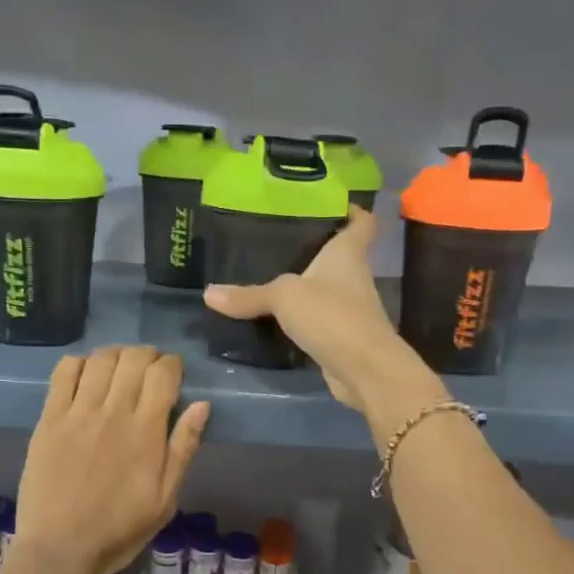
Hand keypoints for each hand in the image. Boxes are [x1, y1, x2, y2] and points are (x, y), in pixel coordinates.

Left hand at [14, 346, 209, 573]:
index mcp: (146, 432)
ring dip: (116, 355)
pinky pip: (64, 373)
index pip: (163, 374)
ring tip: (120, 368)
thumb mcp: (165, 499)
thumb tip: (201, 405)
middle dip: (147, 355)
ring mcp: (77, 414)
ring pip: (100, 359)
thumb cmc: (119, 530)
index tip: (174, 373)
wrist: (60, 550)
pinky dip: (79, 363)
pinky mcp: (49, 420)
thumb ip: (183, 449)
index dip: (172, 364)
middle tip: (149, 369)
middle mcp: (113, 413)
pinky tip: (86, 374)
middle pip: (133, 359)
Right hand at [204, 210, 442, 419]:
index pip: (362, 222)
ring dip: (304, 285)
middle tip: (275, 238)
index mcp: (347, 253)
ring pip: (324, 288)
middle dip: (313, 247)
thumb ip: (249, 295)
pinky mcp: (340, 337)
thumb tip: (208, 293)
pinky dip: (299, 318)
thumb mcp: (284, 297)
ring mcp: (348, 308)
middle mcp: (352, 276)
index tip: (328, 204)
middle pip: (337, 254)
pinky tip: (272, 317)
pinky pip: (316, 319)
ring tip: (266, 274)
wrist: (364, 370)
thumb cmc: (332, 315)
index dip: (350, 210)